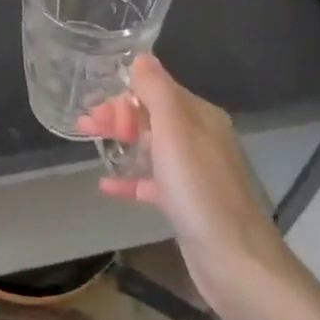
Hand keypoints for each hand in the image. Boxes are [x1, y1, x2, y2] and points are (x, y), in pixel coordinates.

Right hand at [77, 54, 295, 319]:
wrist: (236, 263)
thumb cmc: (200, 190)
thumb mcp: (174, 130)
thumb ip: (156, 90)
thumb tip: (141, 56)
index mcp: (200, 117)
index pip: (157, 90)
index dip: (125, 94)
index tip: (94, 105)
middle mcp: (200, 139)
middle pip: (152, 116)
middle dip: (118, 116)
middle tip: (83, 124)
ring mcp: (194, 173)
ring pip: (150, 147)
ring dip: (120, 142)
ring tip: (88, 144)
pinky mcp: (186, 204)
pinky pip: (152, 181)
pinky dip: (130, 178)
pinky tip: (105, 184)